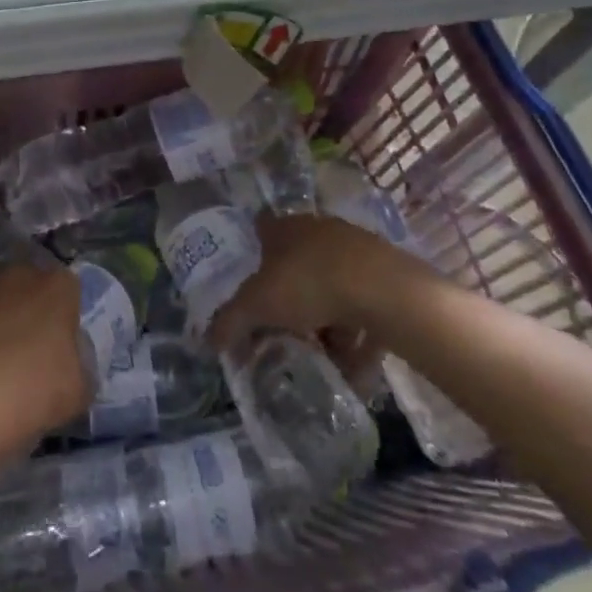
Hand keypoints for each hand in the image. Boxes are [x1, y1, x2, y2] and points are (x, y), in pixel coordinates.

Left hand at [0, 264, 88, 455]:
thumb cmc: (34, 392)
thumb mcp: (79, 388)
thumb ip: (80, 362)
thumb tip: (70, 356)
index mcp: (58, 286)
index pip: (68, 289)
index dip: (65, 315)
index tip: (60, 344)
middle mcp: (19, 275)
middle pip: (30, 286)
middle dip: (30, 309)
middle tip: (28, 349)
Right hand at [207, 213, 433, 356]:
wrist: (381, 289)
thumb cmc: (307, 284)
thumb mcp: (257, 306)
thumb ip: (231, 321)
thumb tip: (207, 340)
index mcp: (283, 227)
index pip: (260, 230)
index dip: (252, 255)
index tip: (249, 285)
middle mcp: (316, 229)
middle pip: (295, 262)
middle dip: (289, 297)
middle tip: (282, 329)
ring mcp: (353, 248)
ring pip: (330, 285)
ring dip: (325, 320)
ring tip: (321, 355)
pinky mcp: (384, 273)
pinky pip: (361, 305)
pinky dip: (355, 332)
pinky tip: (354, 364)